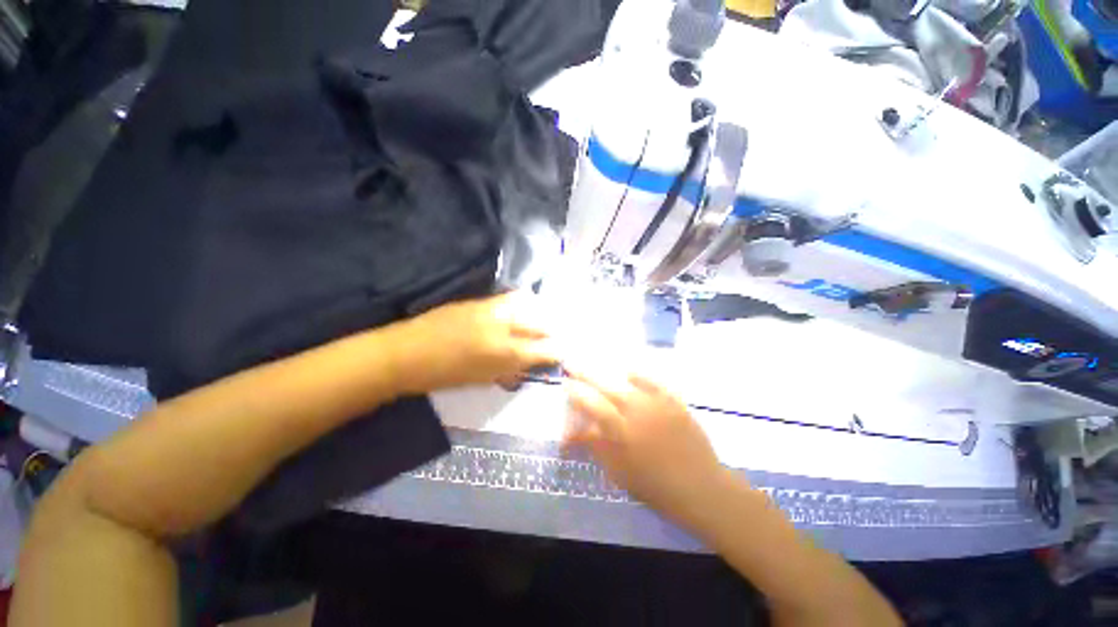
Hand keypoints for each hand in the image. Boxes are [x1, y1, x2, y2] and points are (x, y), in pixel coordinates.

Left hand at [393, 292, 559, 393]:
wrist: (405, 353)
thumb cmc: (443, 376)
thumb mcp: (481, 380)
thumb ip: (509, 371)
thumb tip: (527, 365)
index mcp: (505, 354)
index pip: (546, 350)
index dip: (558, 351)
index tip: (561, 353)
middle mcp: (505, 328)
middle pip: (542, 324)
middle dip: (552, 332)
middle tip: (553, 338)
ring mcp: (493, 310)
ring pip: (530, 306)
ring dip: (539, 314)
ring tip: (541, 321)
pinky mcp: (480, 301)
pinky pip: (510, 298)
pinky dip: (522, 302)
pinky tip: (523, 307)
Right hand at [565, 372, 730, 523]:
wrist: (701, 488)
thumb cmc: (655, 487)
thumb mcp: (618, 472)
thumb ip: (596, 447)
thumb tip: (573, 434)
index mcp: (621, 432)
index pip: (592, 405)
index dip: (576, 394)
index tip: (566, 386)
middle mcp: (637, 412)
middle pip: (605, 386)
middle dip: (585, 374)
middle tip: (572, 365)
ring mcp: (657, 404)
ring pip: (626, 381)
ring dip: (608, 372)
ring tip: (595, 363)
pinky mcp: (674, 402)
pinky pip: (654, 382)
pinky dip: (640, 375)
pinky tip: (630, 371)